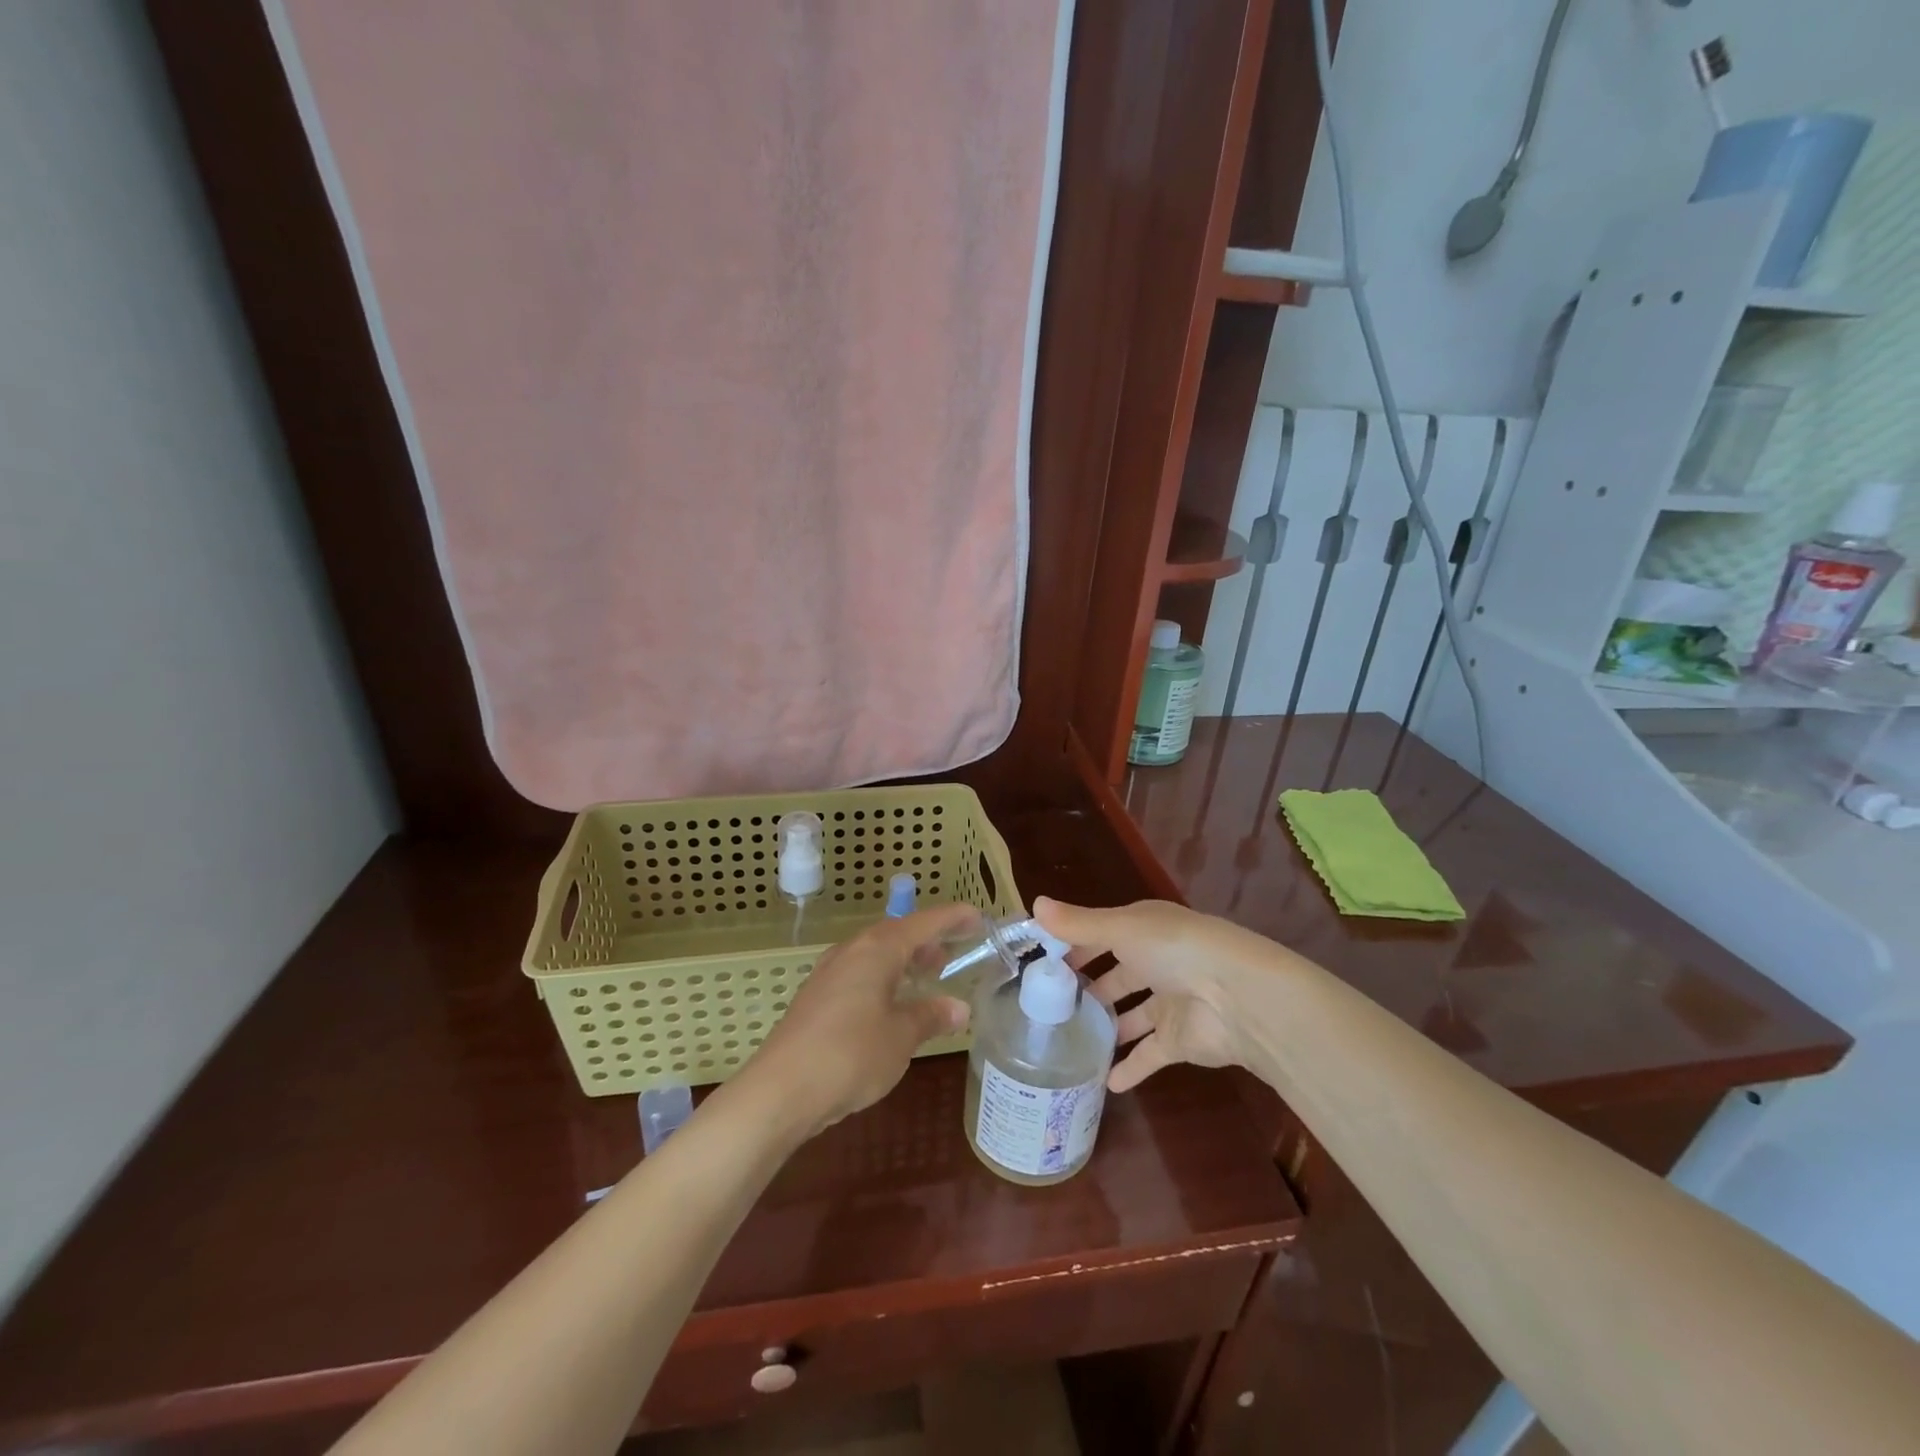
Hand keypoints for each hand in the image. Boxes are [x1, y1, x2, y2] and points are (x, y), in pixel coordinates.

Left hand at [736, 904, 973, 1136]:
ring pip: (875, 955)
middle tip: (952, 955)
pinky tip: (889, 1007)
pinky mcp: (815, 999)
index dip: (952, 918)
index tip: (977, 917)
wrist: (780, 1090)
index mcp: (876, 950)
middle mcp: (851, 952)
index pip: (923, 923)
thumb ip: (930, 1016)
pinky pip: (859, 975)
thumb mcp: (901, 1037)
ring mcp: (828, 974)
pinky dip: (883, 980)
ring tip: (926, 979)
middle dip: (926, 941)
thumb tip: (959, 1007)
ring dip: (903, 962)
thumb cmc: (850, 1055)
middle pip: (896, 934)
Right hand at [1034, 897, 1291, 1092]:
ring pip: (1130, 1016)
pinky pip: (1147, 1056)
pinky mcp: (1178, 1042)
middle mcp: (1155, 963)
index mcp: (1143, 930)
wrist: (1238, 998)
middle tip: (1046, 1005)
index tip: (1037, 963)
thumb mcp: (1122, 929)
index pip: (1100, 934)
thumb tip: (1033, 902)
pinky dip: (1129, 1068)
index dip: (1071, 946)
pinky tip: (1102, 1082)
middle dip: (1086, 987)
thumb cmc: (1175, 950)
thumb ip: (1078, 924)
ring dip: (1106, 1027)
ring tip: (1066, 1040)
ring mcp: (1167, 1004)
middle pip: (1115, 975)